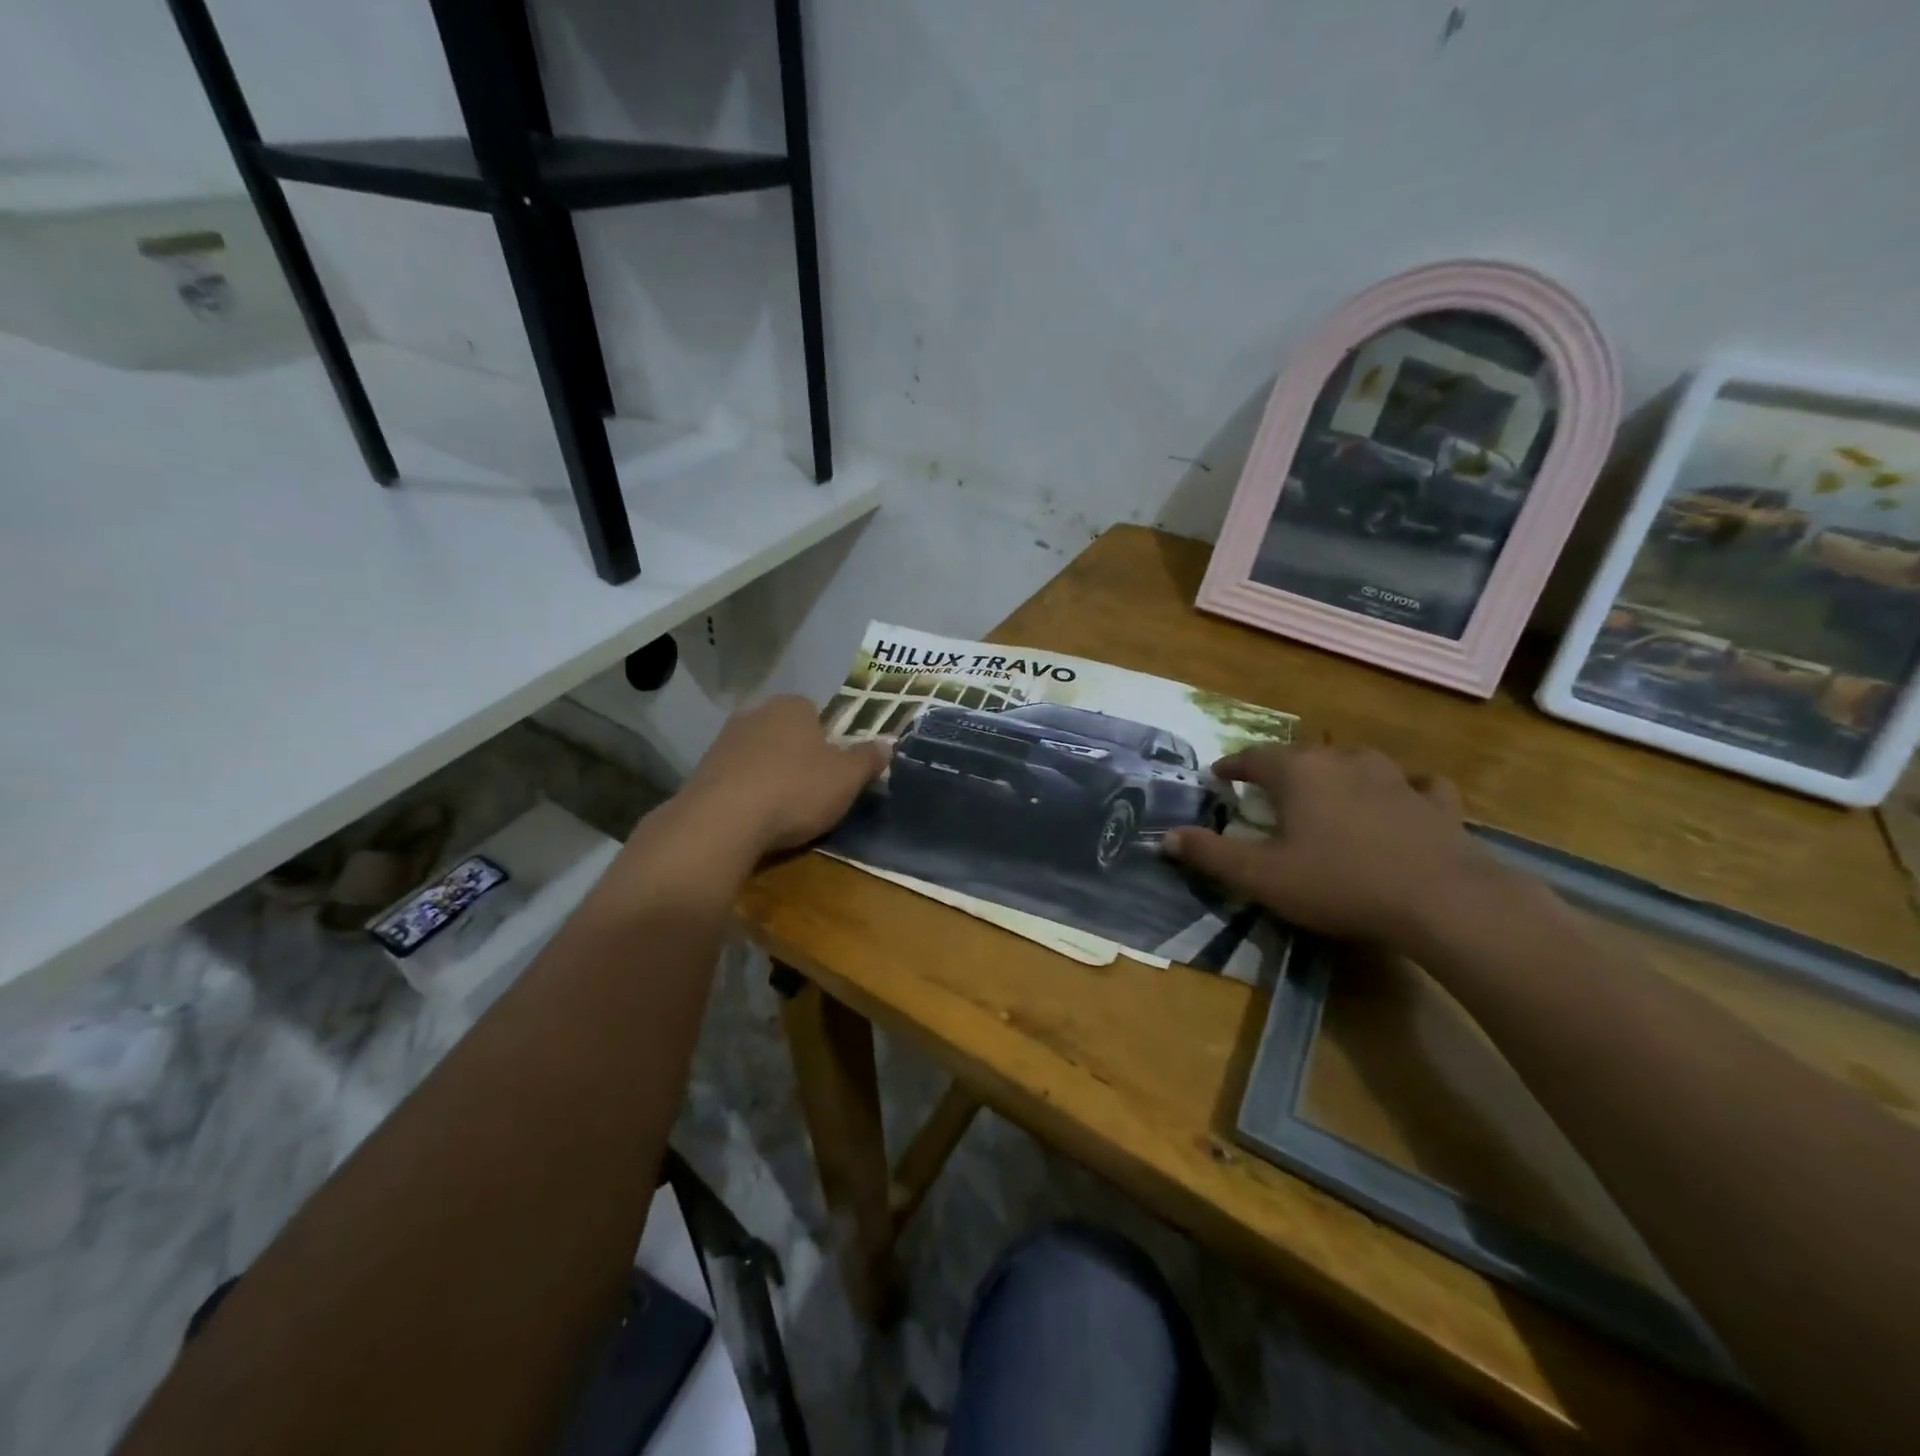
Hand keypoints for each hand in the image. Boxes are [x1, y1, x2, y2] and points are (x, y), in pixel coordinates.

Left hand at [677, 695, 889, 860]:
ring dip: (770, 775)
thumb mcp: (847, 778)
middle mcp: (754, 714)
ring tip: (783, 810)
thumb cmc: (796, 790)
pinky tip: (754, 819)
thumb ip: (868, 759)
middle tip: (813, 790)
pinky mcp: (701, 772)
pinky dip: (746, 794)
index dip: (829, 739)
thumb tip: (888, 743)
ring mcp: (723, 741)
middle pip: (785, 733)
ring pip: (759, 755)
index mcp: (791, 706)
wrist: (722, 822)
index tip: (835, 768)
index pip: (815, 712)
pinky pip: (735, 779)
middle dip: (798, 756)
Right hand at [1164, 743, 1492, 944]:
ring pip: (1357, 760)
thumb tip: (1166, 838)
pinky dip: (1404, 787)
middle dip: (1281, 767)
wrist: (1442, 901)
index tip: (1218, 775)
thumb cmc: (1339, 883)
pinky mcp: (1435, 803)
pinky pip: (1416, 784)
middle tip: (1268, 786)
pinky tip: (1405, 796)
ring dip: (1337, 770)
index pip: (1254, 758)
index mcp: (1298, 774)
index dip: (1232, 765)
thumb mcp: (1261, 876)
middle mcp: (1343, 762)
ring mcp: (1395, 778)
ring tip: (1329, 785)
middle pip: (1303, 754)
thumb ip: (1211, 855)